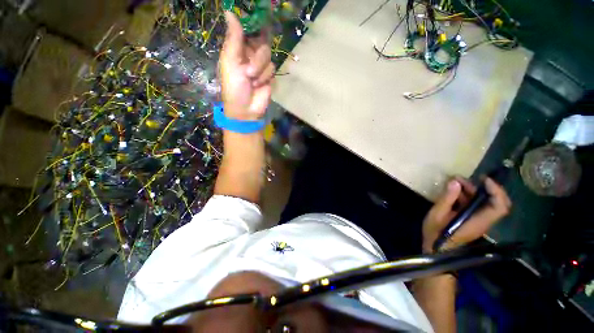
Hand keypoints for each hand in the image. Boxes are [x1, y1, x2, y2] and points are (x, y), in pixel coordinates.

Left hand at [220, 11, 274, 120]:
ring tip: (252, 81)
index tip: (257, 30)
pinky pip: (272, 68)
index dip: (253, 29)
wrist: (246, 109)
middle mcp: (249, 54)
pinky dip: (265, 77)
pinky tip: (259, 85)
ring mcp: (260, 65)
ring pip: (267, 55)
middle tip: (248, 71)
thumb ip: (234, 38)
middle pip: (261, 42)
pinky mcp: (269, 75)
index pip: (248, 30)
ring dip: (260, 70)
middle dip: (256, 58)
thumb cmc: (234, 86)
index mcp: (237, 48)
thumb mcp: (230, 61)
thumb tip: (229, 11)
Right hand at [422, 177, 510, 252]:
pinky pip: (477, 206)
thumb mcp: (437, 215)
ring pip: (486, 203)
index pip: (499, 206)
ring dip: (474, 190)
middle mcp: (483, 221)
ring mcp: (479, 221)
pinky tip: (454, 191)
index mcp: (477, 221)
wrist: (437, 249)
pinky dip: (469, 196)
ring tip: (455, 182)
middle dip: (485, 187)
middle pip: (497, 203)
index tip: (483, 179)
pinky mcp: (472, 220)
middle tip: (468, 178)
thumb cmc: (436, 234)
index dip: (496, 191)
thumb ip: (447, 199)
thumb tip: (455, 182)